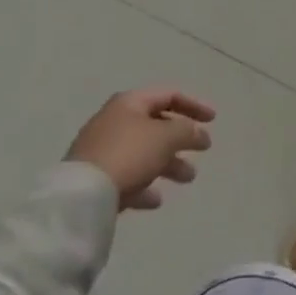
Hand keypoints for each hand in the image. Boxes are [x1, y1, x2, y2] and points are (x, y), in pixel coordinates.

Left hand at [65, 88, 214, 210]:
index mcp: (130, 103)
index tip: (213, 120)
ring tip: (188, 178)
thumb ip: (187, 130)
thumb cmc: (129, 154)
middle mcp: (114, 121)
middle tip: (203, 149)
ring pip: (144, 152)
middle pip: (156, 125)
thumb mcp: (167, 136)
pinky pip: (128, 176)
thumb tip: (196, 132)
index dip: (194, 105)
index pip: (168, 95)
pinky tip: (155, 199)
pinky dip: (145, 184)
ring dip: (169, 163)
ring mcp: (102, 150)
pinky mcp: (95, 178)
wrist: (82, 196)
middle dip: (182, 138)